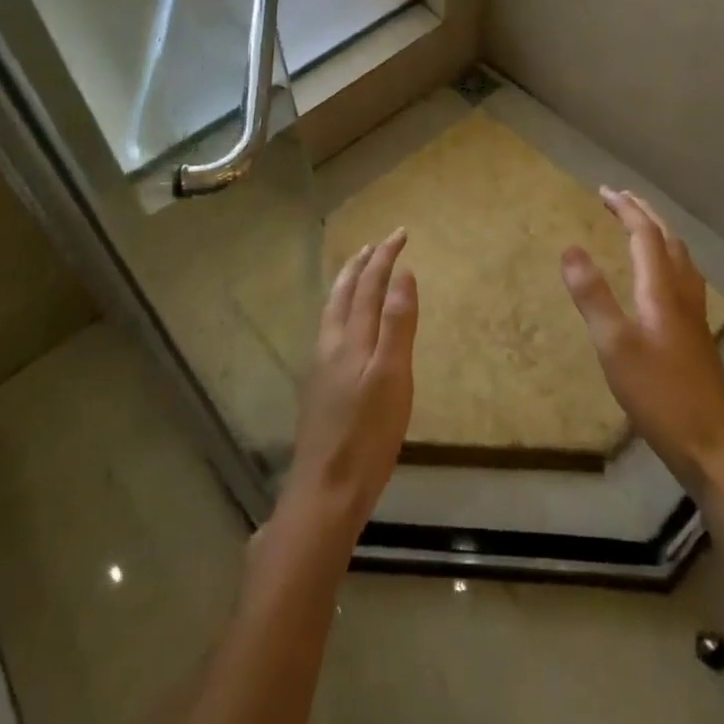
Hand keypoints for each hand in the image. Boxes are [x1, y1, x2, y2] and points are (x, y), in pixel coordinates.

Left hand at [279, 228, 417, 545]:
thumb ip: (397, 323)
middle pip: (345, 292)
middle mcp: (331, 344)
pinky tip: (346, 326)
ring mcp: (321, 366)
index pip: (370, 284)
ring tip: (358, 272)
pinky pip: (331, 329)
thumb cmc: (368, 434)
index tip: (400, 233)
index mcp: (351, 337)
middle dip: (362, 264)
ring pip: (334, 310)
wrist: (326, 490)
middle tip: (376, 244)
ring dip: (348, 284)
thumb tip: (403, 274)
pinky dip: (343, 309)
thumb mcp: (393, 376)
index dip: (385, 257)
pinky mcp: (320, 387)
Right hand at [560, 189, 723, 492]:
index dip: (626, 209)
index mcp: (662, 290)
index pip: (645, 235)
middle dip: (644, 214)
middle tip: (621, 199)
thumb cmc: (658, 394)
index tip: (604, 190)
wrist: (713, 446)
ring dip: (659, 234)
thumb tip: (570, 247)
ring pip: (681, 259)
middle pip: (668, 240)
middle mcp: (683, 294)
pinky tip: (662, 281)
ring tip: (641, 227)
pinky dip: (668, 259)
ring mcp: (695, 316)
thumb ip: (592, 295)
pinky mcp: (697, 336)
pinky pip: (683, 278)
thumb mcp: (614, 345)